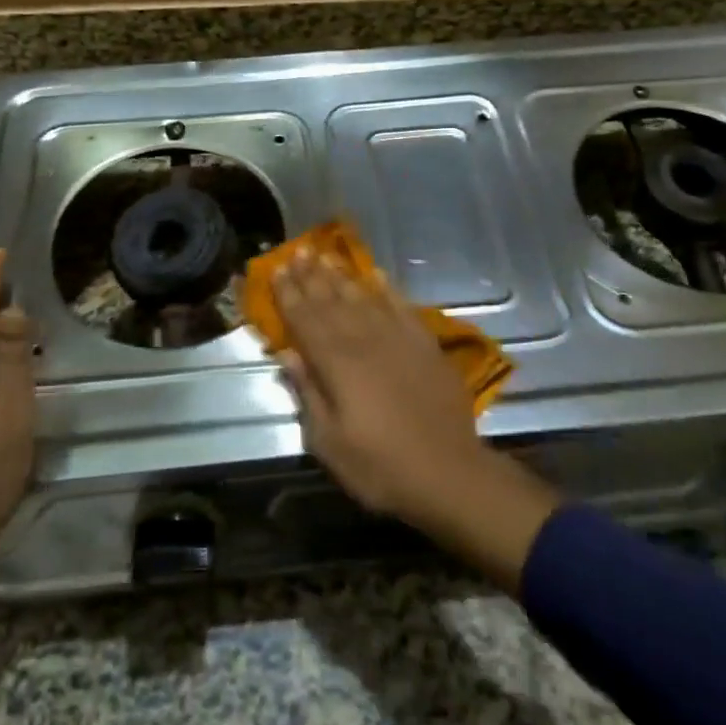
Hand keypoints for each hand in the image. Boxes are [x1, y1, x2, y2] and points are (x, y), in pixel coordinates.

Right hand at [273, 252, 558, 591]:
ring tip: (325, 255)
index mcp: (336, 364)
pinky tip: (377, 275)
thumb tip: (285, 354)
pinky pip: (402, 307)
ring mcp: (398, 339)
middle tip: (298, 251)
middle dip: (311, 276)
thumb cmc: (380, 466)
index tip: (277, 269)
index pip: (305, 320)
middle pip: (331, 301)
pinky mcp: (425, 344)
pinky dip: (387, 289)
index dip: (289, 294)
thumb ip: (307, 393)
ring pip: (363, 297)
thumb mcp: (329, 443)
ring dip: (342, 276)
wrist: (448, 473)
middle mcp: (364, 341)